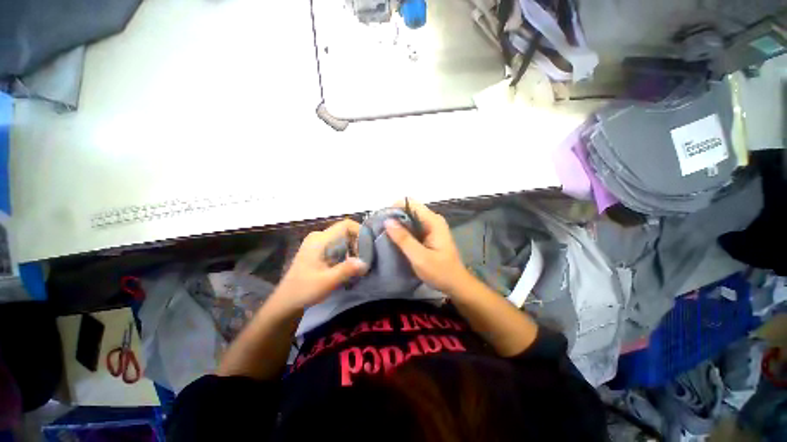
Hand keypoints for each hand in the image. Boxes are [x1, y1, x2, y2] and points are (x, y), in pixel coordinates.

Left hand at [273, 219, 368, 309]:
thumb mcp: (328, 281)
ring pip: (343, 238)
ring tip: (359, 263)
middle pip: (346, 231)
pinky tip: (349, 265)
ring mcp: (318, 243)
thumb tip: (365, 262)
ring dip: (353, 249)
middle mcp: (319, 236)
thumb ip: (347, 270)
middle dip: (358, 243)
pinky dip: (347, 252)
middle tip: (365, 259)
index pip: (346, 225)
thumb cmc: (305, 290)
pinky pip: (338, 245)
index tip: (368, 247)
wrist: (286, 301)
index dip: (360, 232)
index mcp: (320, 239)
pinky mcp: (319, 250)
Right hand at [384, 199, 470, 293]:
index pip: (410, 203)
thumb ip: (403, 239)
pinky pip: (412, 227)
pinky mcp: (428, 235)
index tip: (381, 220)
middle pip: (409, 209)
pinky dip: (402, 231)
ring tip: (383, 234)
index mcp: (433, 221)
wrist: (456, 284)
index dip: (394, 208)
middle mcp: (432, 220)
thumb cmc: (440, 272)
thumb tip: (387, 221)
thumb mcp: (419, 257)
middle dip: (394, 217)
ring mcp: (431, 227)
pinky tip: (394, 240)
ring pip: (410, 218)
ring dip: (397, 225)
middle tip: (379, 229)